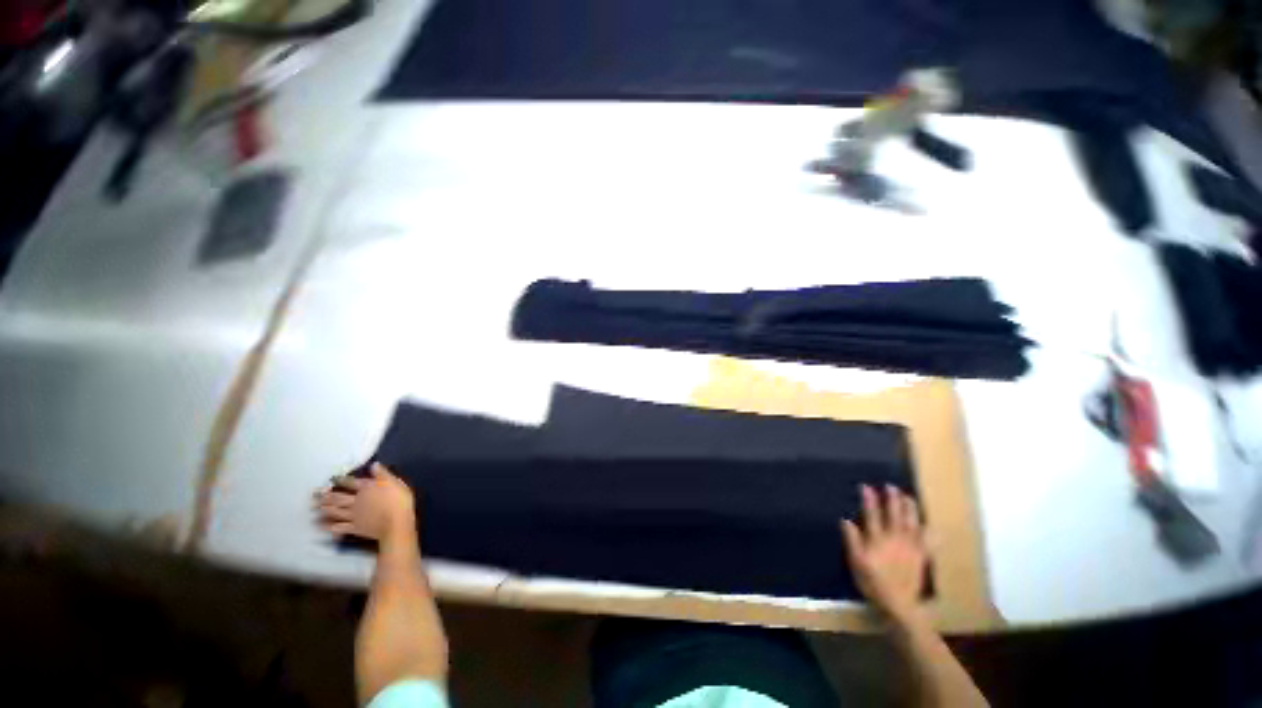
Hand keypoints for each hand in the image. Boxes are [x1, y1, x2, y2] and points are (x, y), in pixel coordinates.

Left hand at [315, 463, 415, 546]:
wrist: (396, 523)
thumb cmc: (399, 501)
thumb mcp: (395, 483)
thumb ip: (383, 474)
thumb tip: (373, 464)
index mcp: (366, 488)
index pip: (351, 482)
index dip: (340, 480)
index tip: (331, 478)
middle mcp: (356, 500)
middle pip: (339, 498)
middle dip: (326, 496)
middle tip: (314, 495)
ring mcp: (353, 515)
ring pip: (336, 511)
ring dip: (325, 509)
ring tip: (315, 508)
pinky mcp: (354, 528)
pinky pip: (339, 527)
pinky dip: (329, 526)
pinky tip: (323, 526)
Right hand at [842, 484, 927, 623]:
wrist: (899, 604)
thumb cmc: (873, 583)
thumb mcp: (856, 562)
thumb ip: (852, 541)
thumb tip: (846, 520)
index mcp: (877, 539)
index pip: (872, 515)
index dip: (869, 500)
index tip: (866, 487)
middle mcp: (895, 539)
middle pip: (894, 515)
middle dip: (892, 500)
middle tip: (891, 486)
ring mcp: (910, 548)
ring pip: (911, 523)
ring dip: (910, 509)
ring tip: (908, 497)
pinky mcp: (921, 557)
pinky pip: (927, 541)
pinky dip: (929, 532)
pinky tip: (930, 525)